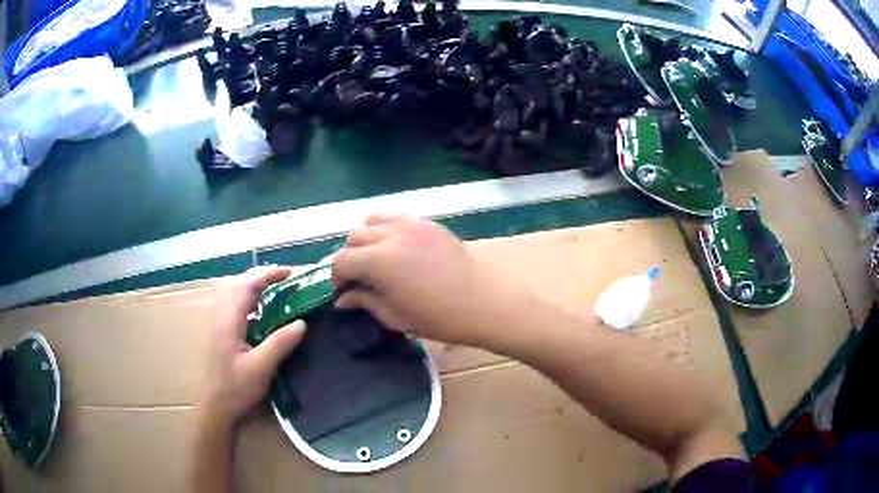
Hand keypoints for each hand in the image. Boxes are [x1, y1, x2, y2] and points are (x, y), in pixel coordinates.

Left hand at [196, 266, 306, 428]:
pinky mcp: (220, 333)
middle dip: (263, 277)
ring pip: (236, 294)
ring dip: (256, 287)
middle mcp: (221, 316)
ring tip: (278, 292)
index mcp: (230, 320)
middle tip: (287, 280)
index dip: (269, 274)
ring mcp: (219, 324)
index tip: (291, 273)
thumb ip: (280, 343)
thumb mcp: (261, 368)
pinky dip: (251, 301)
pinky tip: (263, 315)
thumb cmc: (235, 388)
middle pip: (240, 284)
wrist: (214, 407)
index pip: (248, 285)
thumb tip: (301, 323)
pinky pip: (236, 306)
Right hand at [332, 214, 527, 345]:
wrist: (483, 302)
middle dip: (350, 257)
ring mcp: (411, 224)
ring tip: (376, 258)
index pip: (341, 260)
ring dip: (366, 238)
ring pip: (372, 220)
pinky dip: (387, 229)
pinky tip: (397, 248)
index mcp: (379, 261)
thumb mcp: (395, 316)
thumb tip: (342, 298)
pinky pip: (396, 217)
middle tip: (359, 278)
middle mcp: (391, 235)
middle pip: (354, 237)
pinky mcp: (427, 223)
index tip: (344, 291)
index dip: (337, 277)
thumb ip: (364, 301)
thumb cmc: (439, 317)